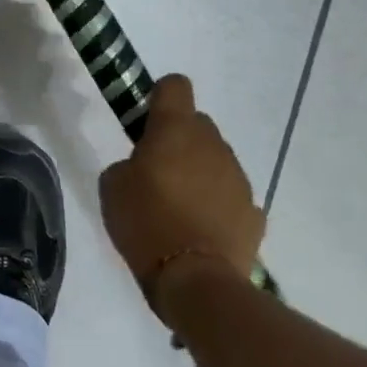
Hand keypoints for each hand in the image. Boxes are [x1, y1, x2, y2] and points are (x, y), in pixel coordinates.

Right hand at [99, 74, 265, 312]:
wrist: (196, 281)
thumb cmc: (146, 223)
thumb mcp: (112, 186)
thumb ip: (127, 162)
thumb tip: (143, 166)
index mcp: (175, 129)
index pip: (175, 85)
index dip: (160, 96)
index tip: (147, 121)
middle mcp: (212, 144)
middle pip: (197, 123)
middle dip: (179, 138)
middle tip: (158, 170)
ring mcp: (238, 177)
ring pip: (216, 158)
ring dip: (200, 170)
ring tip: (181, 206)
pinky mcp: (254, 211)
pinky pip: (231, 194)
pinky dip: (218, 203)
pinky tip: (202, 229)